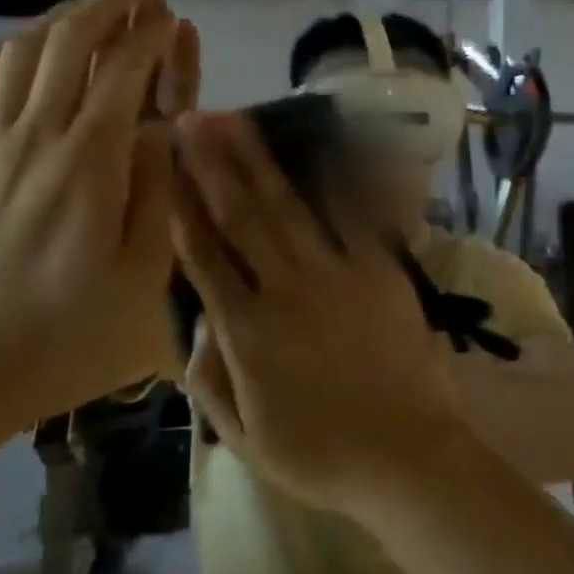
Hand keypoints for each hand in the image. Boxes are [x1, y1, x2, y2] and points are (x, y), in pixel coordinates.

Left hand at [0, 0, 199, 436]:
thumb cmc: (72, 331)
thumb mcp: (146, 273)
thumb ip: (160, 189)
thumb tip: (166, 126)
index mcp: (89, 163)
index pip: (124, 70)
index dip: (150, 32)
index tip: (171, 13)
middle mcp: (34, 138)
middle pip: (68, 44)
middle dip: (108, 7)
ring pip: (19, 53)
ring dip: (60, 20)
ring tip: (92, 12)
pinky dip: (7, 52)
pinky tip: (26, 49)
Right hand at [171, 111, 467, 515]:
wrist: (407, 454)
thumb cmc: (322, 454)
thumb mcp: (245, 438)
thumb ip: (210, 379)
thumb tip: (197, 322)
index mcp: (247, 332)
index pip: (204, 257)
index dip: (182, 207)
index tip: (166, 166)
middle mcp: (286, 289)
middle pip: (242, 216)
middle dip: (213, 164)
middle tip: (192, 119)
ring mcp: (337, 273)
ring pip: (289, 207)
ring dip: (258, 160)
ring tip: (237, 121)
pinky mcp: (379, 268)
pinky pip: (353, 215)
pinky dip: (335, 179)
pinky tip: (318, 146)